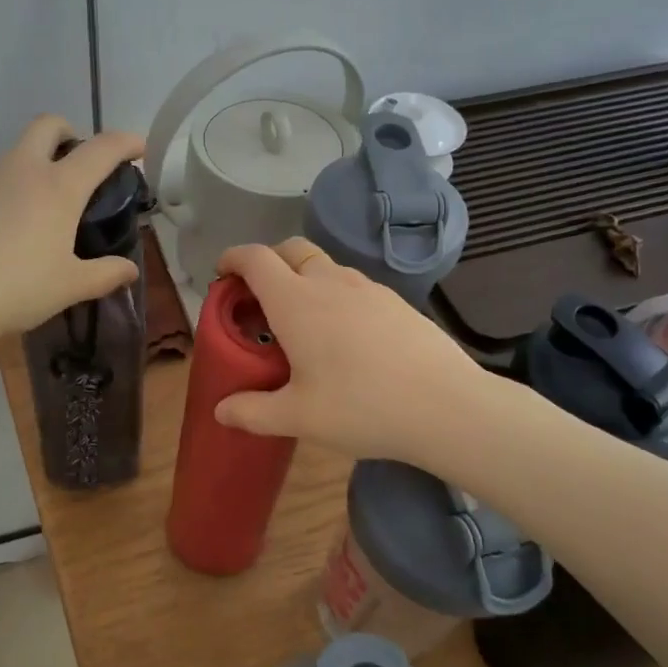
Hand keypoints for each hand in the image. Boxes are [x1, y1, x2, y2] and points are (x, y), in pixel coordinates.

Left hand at [0, 116, 145, 344]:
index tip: (137, 148)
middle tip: (75, 164)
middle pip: (48, 125)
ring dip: (29, 168)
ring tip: (29, 214)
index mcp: (57, 188)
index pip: (101, 150)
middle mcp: (20, 170)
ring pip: (12, 155)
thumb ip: (104, 275)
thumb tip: (130, 271)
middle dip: (68, 133)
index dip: (124, 143)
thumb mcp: (68, 287)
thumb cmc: (15, 289)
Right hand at [212, 238, 518, 468]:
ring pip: (324, 266)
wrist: (446, 406)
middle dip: (268, 261)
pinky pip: (353, 285)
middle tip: (258, 296)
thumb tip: (221, 411)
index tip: (222, 273)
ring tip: (301, 320)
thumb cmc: (361, 406)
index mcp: (296, 301)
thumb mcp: (298, 417)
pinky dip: (334, 294)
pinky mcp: (396, 302)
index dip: (233, 258)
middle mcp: (329, 283)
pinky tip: (344, 336)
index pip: (256, 258)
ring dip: (303, 278)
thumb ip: (253, 412)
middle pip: (291, 249)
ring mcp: (367, 288)